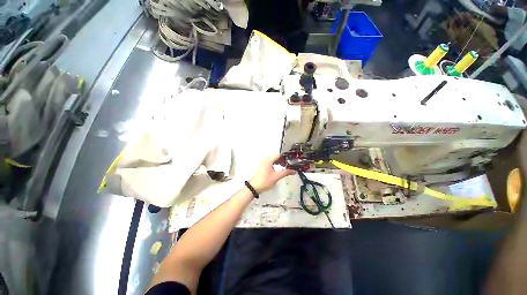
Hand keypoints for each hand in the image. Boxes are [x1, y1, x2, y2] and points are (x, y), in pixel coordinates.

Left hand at [249, 154, 294, 192]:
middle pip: (276, 156)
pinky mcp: (262, 166)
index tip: (290, 159)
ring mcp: (263, 162)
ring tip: (284, 166)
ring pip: (273, 159)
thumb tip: (293, 171)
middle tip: (288, 163)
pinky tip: (278, 168)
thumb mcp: (277, 177)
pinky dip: (275, 163)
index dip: (285, 156)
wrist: (254, 187)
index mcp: (268, 160)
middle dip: (283, 159)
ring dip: (279, 161)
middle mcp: (265, 159)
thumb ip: (286, 172)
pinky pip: (270, 162)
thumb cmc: (263, 181)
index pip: (279, 154)